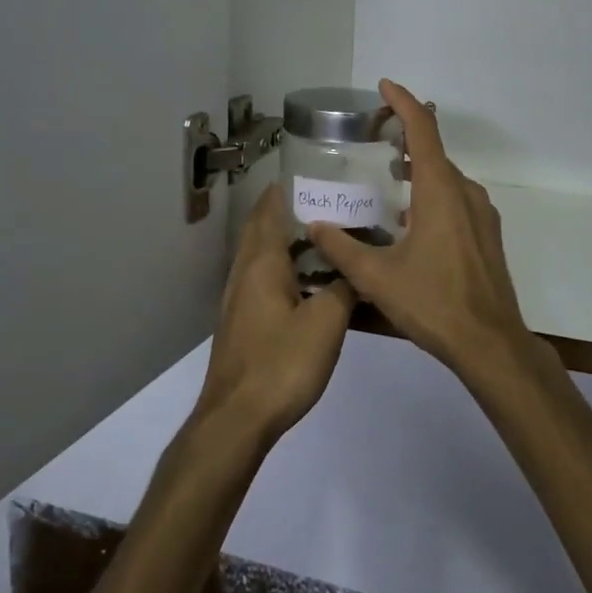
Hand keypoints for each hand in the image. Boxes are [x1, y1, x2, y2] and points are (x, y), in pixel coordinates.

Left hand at [195, 183, 355, 443]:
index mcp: (263, 263)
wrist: (237, 418)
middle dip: (291, 211)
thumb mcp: (327, 322)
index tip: (318, 174)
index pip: (271, 209)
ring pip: (264, 256)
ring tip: (329, 239)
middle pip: (264, 229)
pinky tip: (312, 284)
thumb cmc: (282, 363)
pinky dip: (286, 270)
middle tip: (332, 204)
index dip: (289, 188)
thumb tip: (354, 271)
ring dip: (290, 242)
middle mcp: (245, 273)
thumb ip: (344, 288)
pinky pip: (265, 281)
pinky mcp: (243, 322)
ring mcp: (240, 299)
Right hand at [308, 80, 533, 383]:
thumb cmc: (432, 303)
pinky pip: (457, 200)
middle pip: (434, 152)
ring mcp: (482, 214)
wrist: (489, 342)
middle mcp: (465, 193)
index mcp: (439, 191)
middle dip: (405, 139)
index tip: (384, 87)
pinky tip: (413, 222)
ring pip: (446, 179)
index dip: (403, 102)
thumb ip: (341, 247)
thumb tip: (315, 226)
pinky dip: (433, 194)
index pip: (423, 130)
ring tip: (388, 179)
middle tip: (374, 140)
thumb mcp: (376, 277)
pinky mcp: (488, 235)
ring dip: (419, 170)